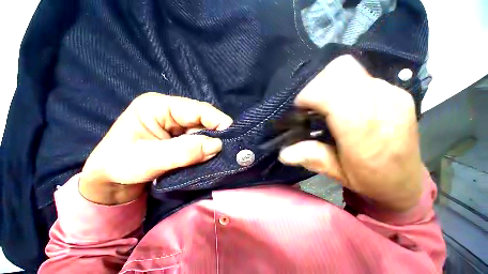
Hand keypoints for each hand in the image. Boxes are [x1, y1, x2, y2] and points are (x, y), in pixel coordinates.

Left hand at [80, 93, 232, 204]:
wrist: (111, 181)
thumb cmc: (119, 166)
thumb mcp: (147, 160)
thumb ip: (183, 152)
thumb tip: (217, 146)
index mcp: (159, 106)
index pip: (197, 109)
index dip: (217, 121)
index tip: (232, 136)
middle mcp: (172, 112)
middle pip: (204, 120)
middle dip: (217, 134)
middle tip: (229, 149)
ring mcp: (179, 124)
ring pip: (205, 131)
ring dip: (213, 144)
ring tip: (221, 156)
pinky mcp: (182, 137)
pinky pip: (201, 141)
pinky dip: (208, 149)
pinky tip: (211, 157)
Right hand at [279, 55, 422, 211]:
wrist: (406, 182)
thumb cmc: (370, 180)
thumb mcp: (336, 173)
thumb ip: (311, 158)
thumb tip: (283, 154)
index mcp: (365, 131)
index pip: (331, 93)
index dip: (308, 96)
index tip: (300, 110)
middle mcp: (382, 104)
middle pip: (339, 71)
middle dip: (316, 85)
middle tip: (311, 106)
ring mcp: (393, 94)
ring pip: (348, 68)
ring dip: (328, 84)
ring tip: (326, 105)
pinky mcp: (397, 91)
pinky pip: (360, 75)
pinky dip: (343, 85)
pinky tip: (344, 104)